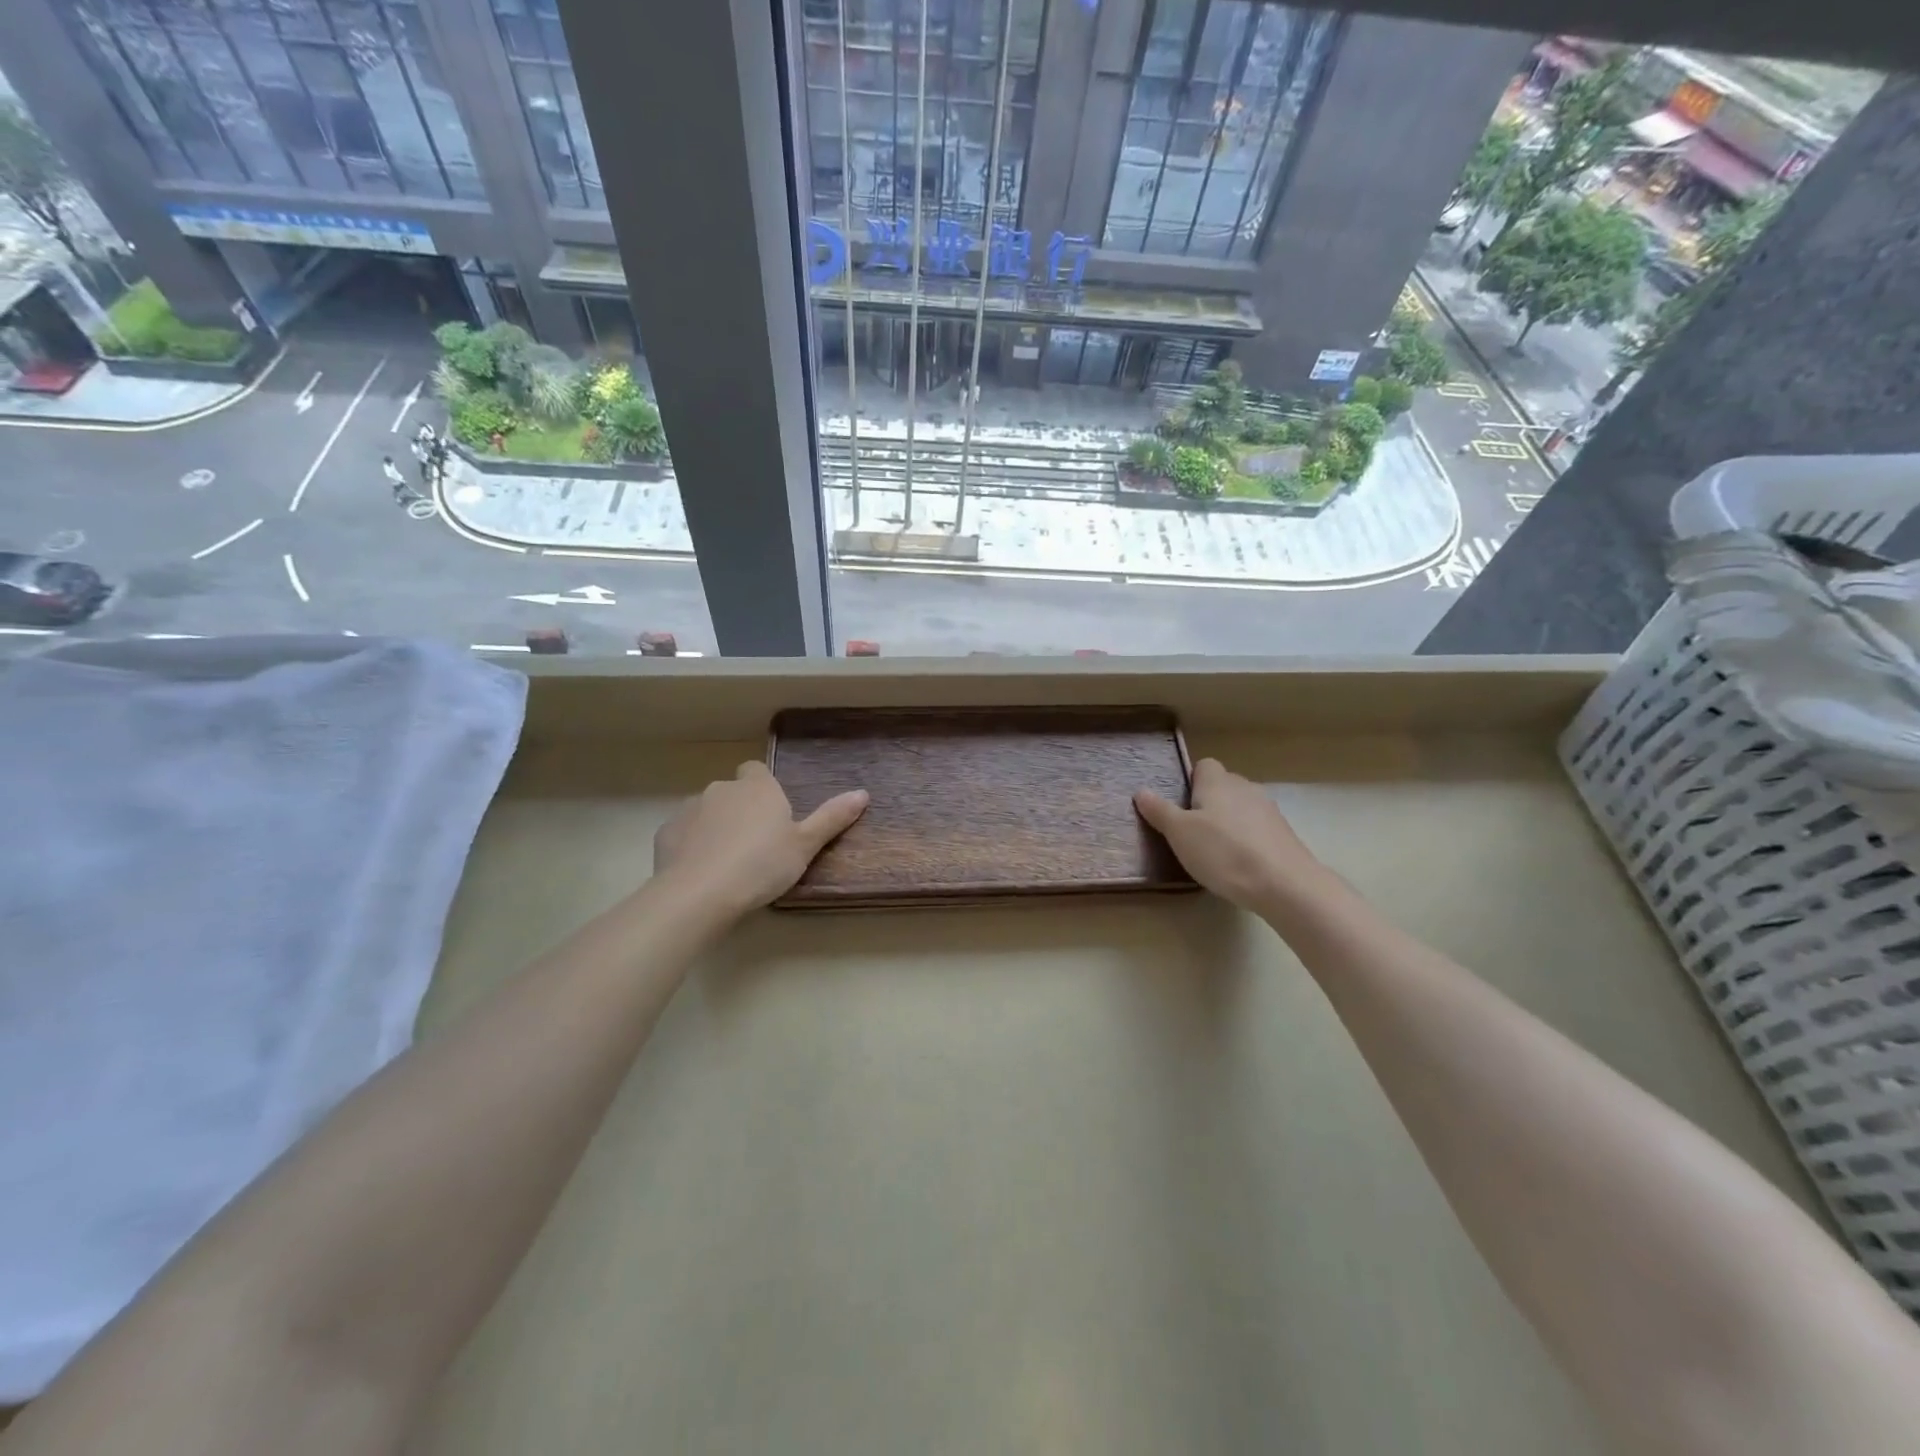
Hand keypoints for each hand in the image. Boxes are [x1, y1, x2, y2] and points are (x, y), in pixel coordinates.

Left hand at [653, 762, 867, 919]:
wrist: (700, 893)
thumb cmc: (761, 865)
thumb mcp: (805, 846)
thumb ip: (832, 818)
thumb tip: (863, 793)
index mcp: (758, 788)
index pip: (757, 770)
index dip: (763, 787)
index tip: (772, 814)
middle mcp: (722, 789)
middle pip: (732, 792)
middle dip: (740, 810)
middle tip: (755, 846)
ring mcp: (690, 808)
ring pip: (706, 811)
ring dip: (715, 827)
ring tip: (726, 863)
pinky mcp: (666, 832)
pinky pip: (683, 833)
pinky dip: (691, 845)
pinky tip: (700, 871)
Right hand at [1135, 758, 1332, 914]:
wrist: (1284, 884)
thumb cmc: (1223, 852)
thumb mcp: (1179, 833)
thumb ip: (1159, 811)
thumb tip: (1141, 791)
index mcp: (1218, 782)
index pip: (1204, 765)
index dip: (1191, 781)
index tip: (1181, 805)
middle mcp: (1245, 787)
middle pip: (1223, 786)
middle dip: (1208, 803)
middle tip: (1191, 832)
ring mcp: (1269, 810)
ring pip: (1241, 808)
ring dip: (1229, 823)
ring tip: (1215, 851)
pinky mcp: (1284, 834)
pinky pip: (1257, 829)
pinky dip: (1247, 840)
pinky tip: (1240, 864)